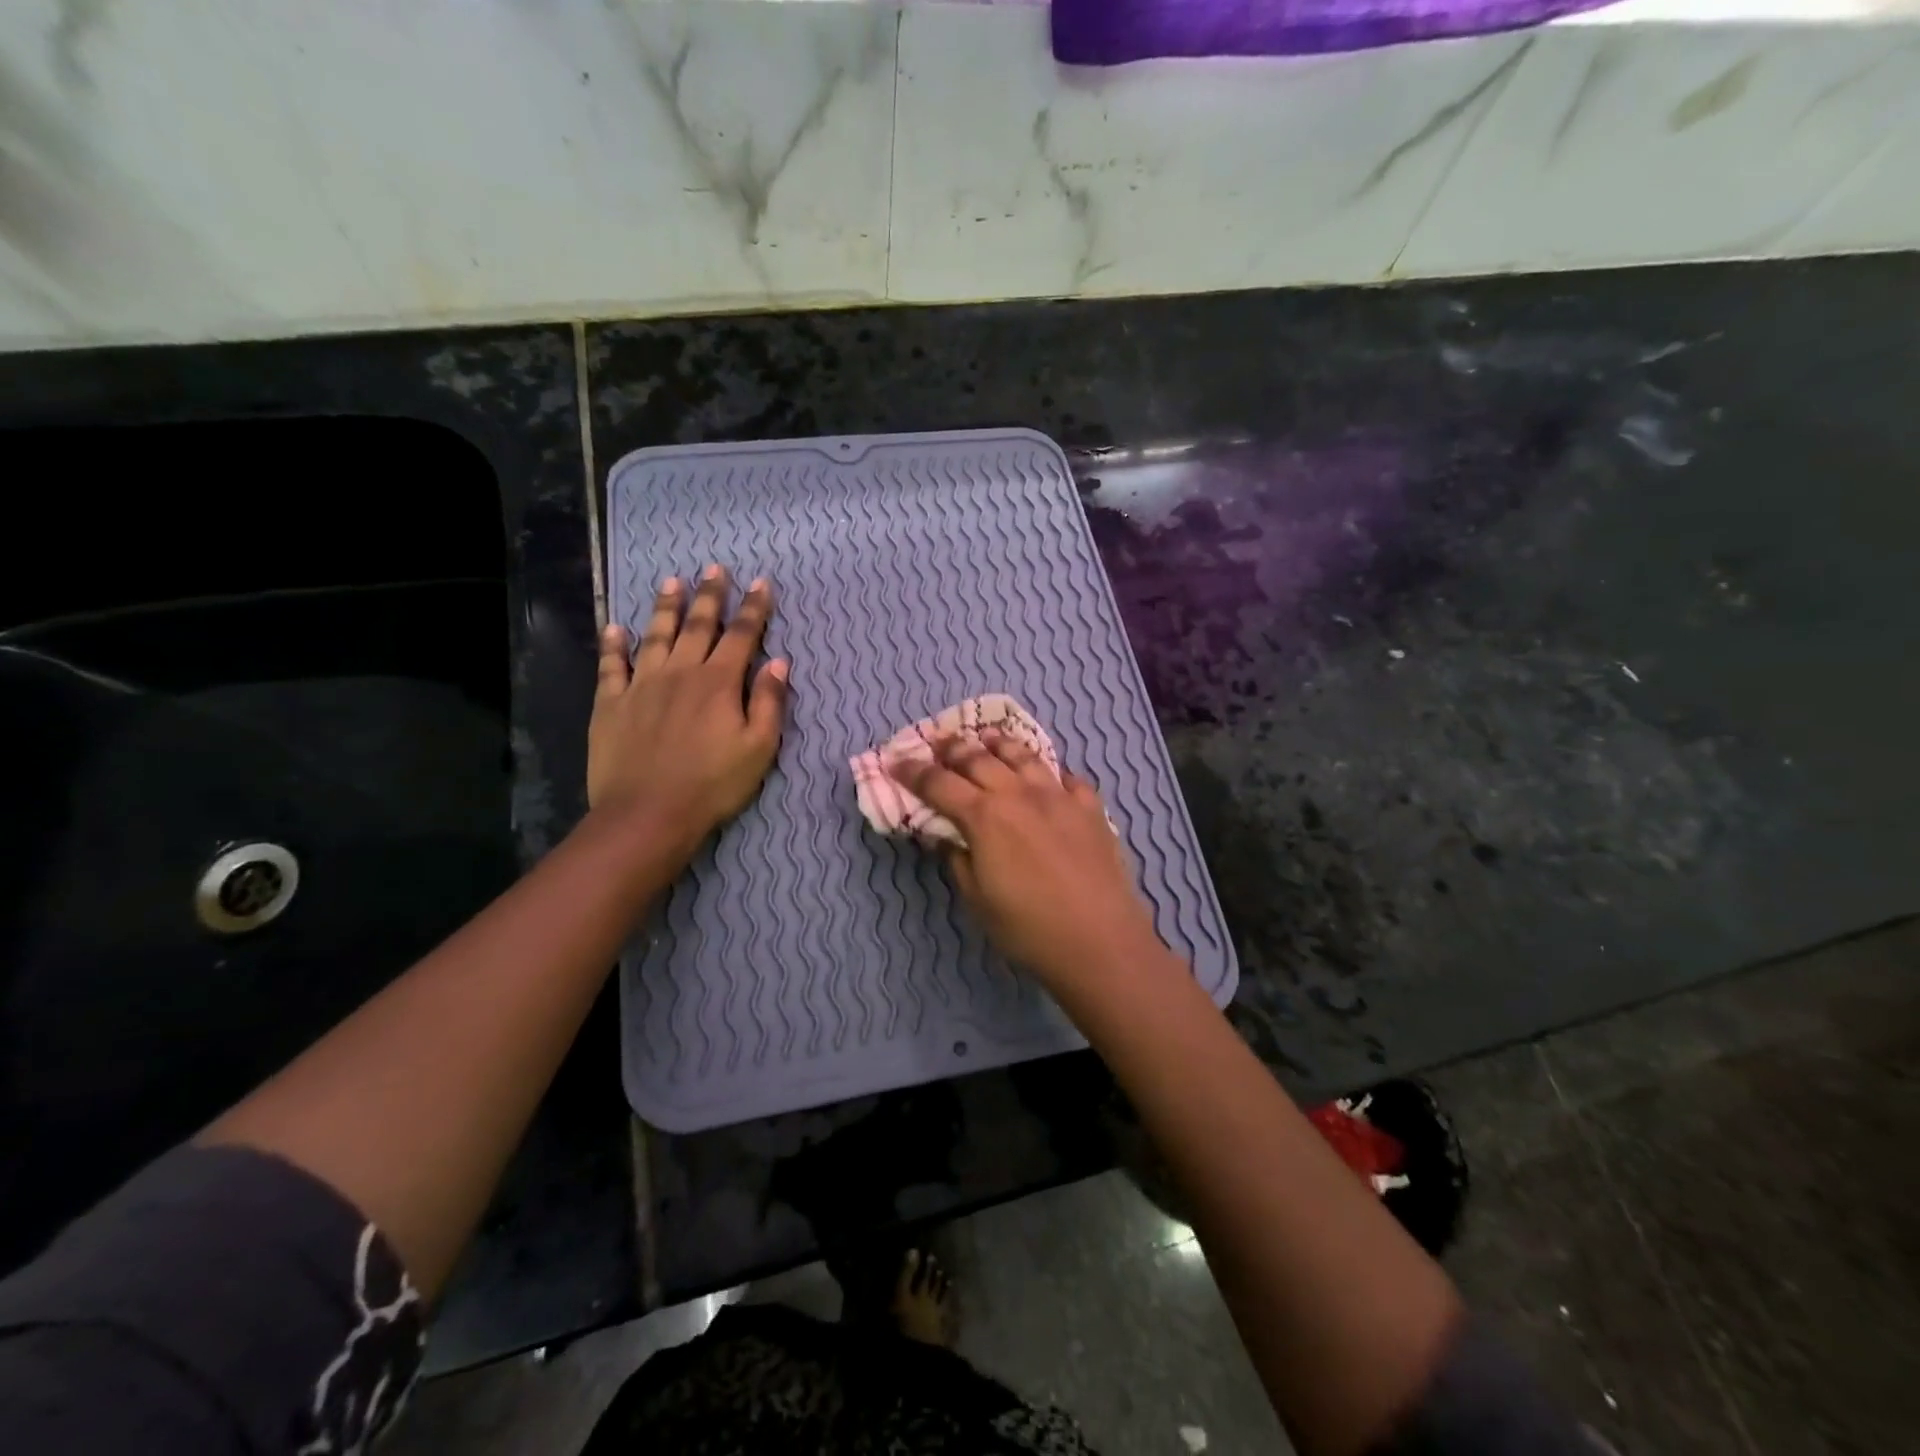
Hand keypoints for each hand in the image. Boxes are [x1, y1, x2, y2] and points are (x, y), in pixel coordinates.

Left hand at [588, 565, 788, 844]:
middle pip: (697, 625)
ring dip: (665, 606)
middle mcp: (680, 672)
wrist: (648, 813)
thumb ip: (769, 702)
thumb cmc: (713, 784)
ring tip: (672, 581)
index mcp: (719, 682)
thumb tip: (780, 663)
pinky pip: (611, 665)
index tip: (761, 582)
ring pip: (655, 635)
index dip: (754, 608)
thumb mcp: (759, 749)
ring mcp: (641, 685)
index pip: (742, 635)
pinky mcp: (610, 703)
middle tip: (715, 567)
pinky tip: (615, 628)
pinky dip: (614, 644)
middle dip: (710, 594)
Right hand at [890, 731, 1165, 990]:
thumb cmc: (1028, 928)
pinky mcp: (1091, 807)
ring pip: (1023, 755)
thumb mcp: (977, 899)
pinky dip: (1049, 772)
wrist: (1100, 940)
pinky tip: (1047, 776)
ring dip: (998, 744)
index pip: (939, 783)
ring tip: (987, 739)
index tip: (895, 762)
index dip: (913, 771)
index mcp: (984, 816)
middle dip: (952, 748)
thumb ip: (957, 859)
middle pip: (978, 758)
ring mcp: (1059, 796)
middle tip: (937, 743)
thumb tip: (945, 835)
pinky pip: (1067, 777)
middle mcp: (1019, 794)